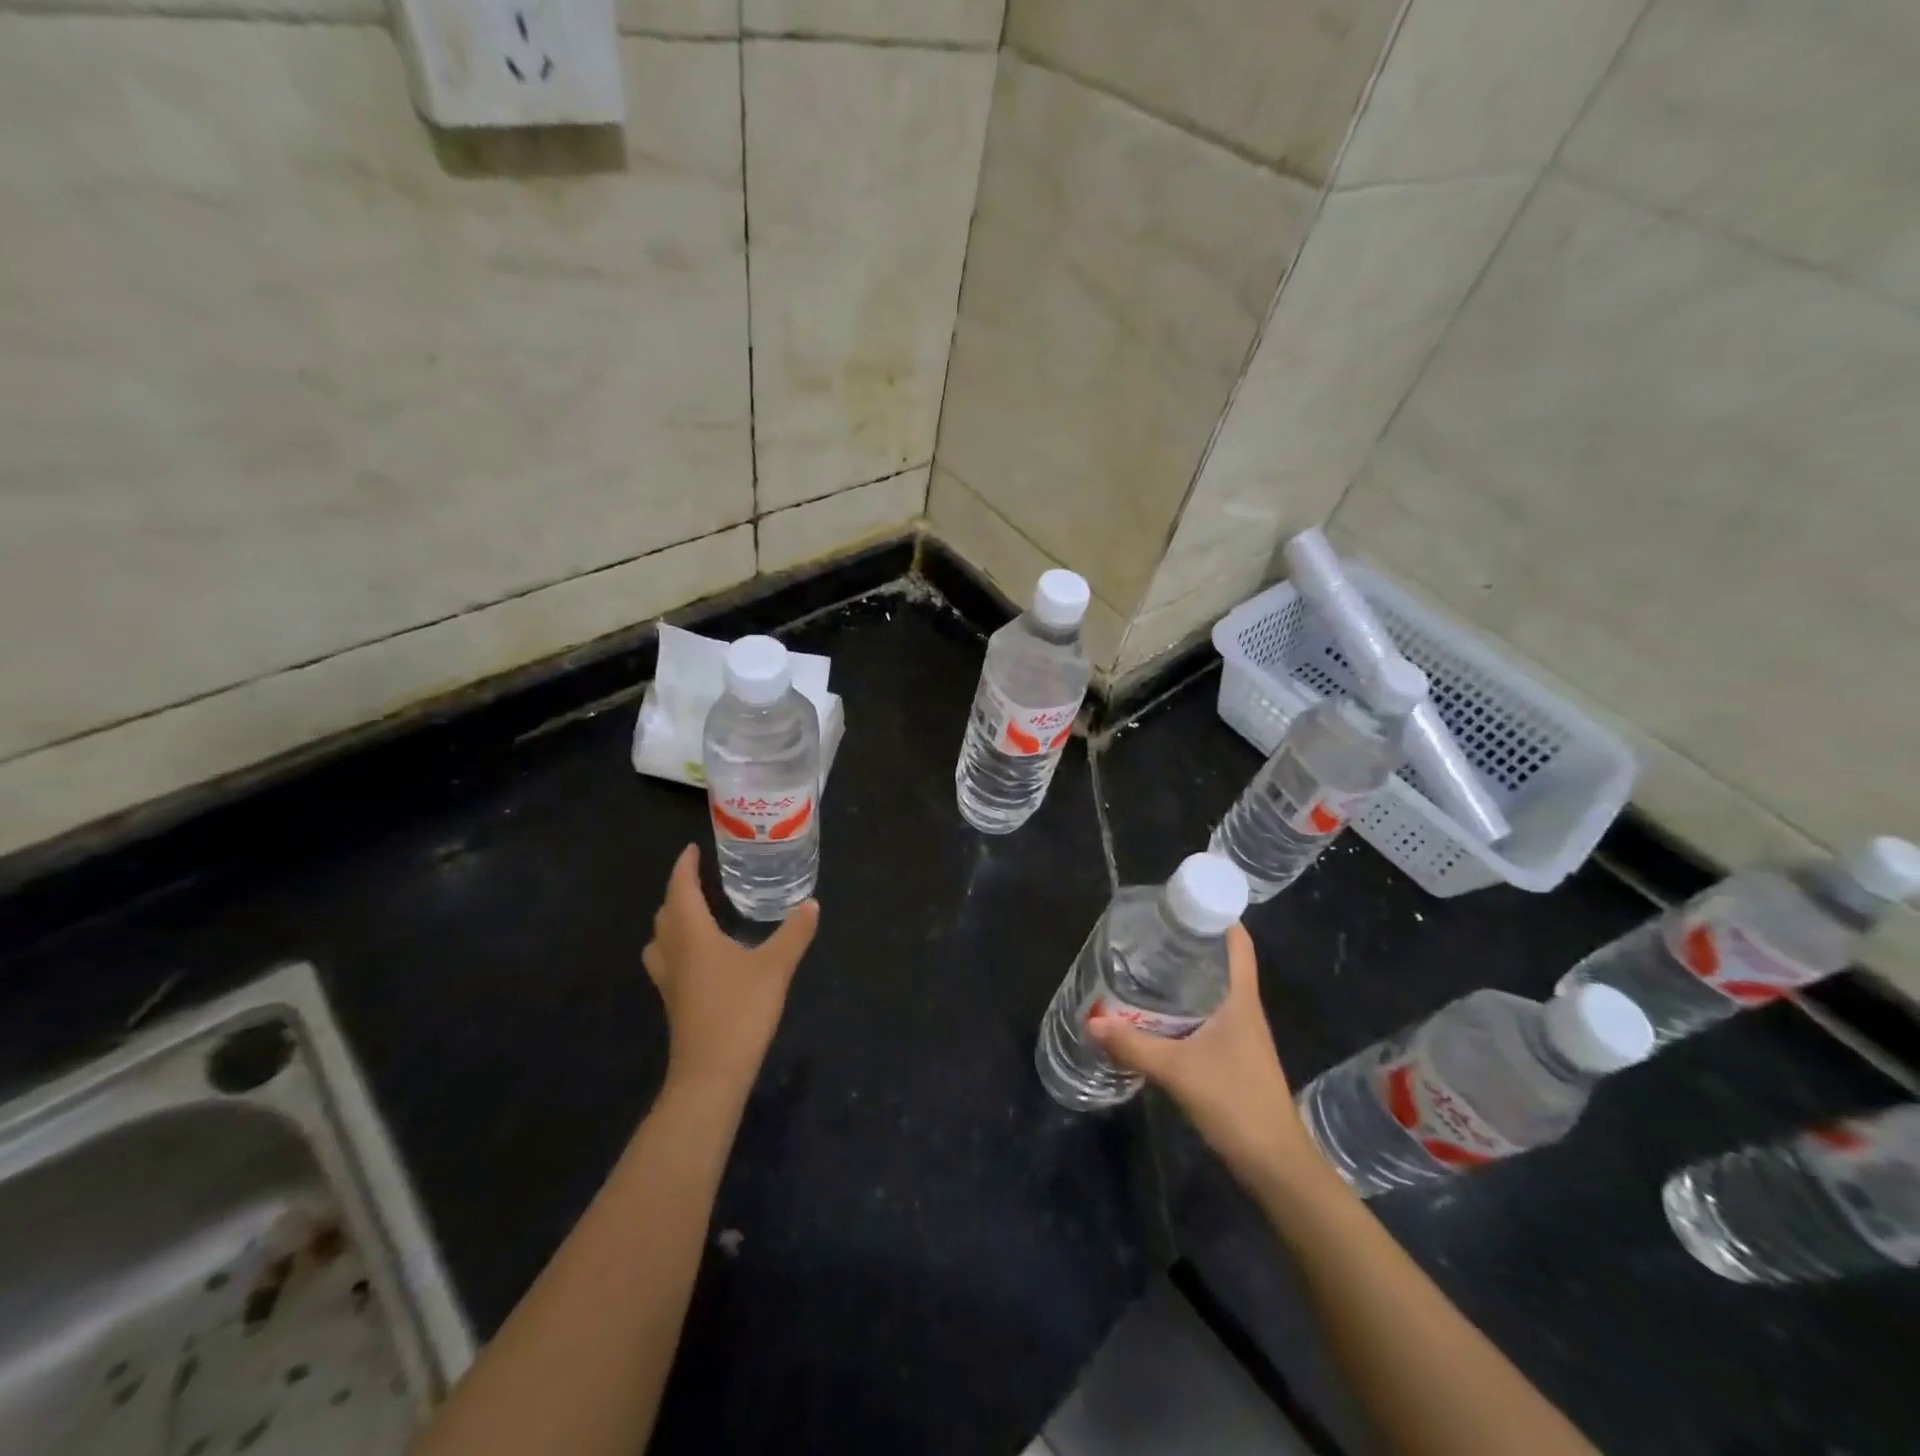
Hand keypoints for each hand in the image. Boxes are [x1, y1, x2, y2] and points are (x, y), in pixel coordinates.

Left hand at [642, 844, 818, 1099]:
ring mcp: (669, 980)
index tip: (692, 849)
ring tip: (695, 913)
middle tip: (700, 878)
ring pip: (660, 939)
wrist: (711, 1074)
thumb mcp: (776, 967)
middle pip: (665, 913)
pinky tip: (703, 956)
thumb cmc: (740, 1011)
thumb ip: (794, 933)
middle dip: (678, 891)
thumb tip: (811, 903)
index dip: (684, 867)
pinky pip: (667, 960)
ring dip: (672, 920)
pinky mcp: (674, 1002)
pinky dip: (678, 945)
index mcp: (692, 935)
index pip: (680, 889)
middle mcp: (674, 952)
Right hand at [1088, 924, 1316, 1192]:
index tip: (1183, 903)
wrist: (1275, 1164)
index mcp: (1241, 999)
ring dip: (1185, 978)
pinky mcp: (1234, 1057)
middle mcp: (1244, 1009)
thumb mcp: (1177, 1070)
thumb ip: (1133, 1045)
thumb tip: (1091, 1019)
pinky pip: (1208, 1017)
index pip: (1238, 943)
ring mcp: (1241, 1035)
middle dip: (1190, 945)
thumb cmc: (1235, 1102)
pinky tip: (1157, 1015)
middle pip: (1221, 963)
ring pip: (1213, 991)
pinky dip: (1185, 1008)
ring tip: (1145, 967)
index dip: (1218, 916)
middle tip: (1149, 934)